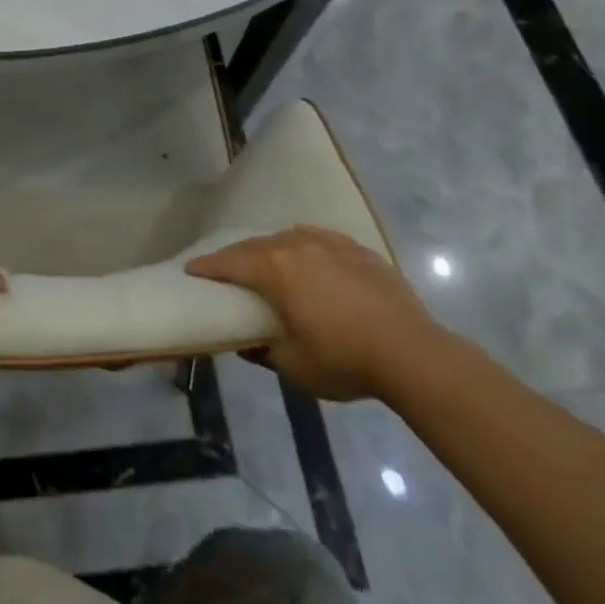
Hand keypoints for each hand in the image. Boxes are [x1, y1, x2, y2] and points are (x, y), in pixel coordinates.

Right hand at [187, 226, 447, 400]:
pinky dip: (304, 245)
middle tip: (224, 268)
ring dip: (270, 248)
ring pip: (287, 238)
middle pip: (256, 245)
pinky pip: (319, 239)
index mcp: (275, 270)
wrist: (413, 353)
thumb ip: (263, 350)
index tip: (191, 269)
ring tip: (266, 261)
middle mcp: (296, 246)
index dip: (207, 266)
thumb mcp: (294, 365)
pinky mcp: (357, 250)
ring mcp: (329, 244)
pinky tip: (308, 253)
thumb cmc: (345, 360)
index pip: (230, 262)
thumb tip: (246, 342)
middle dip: (236, 256)